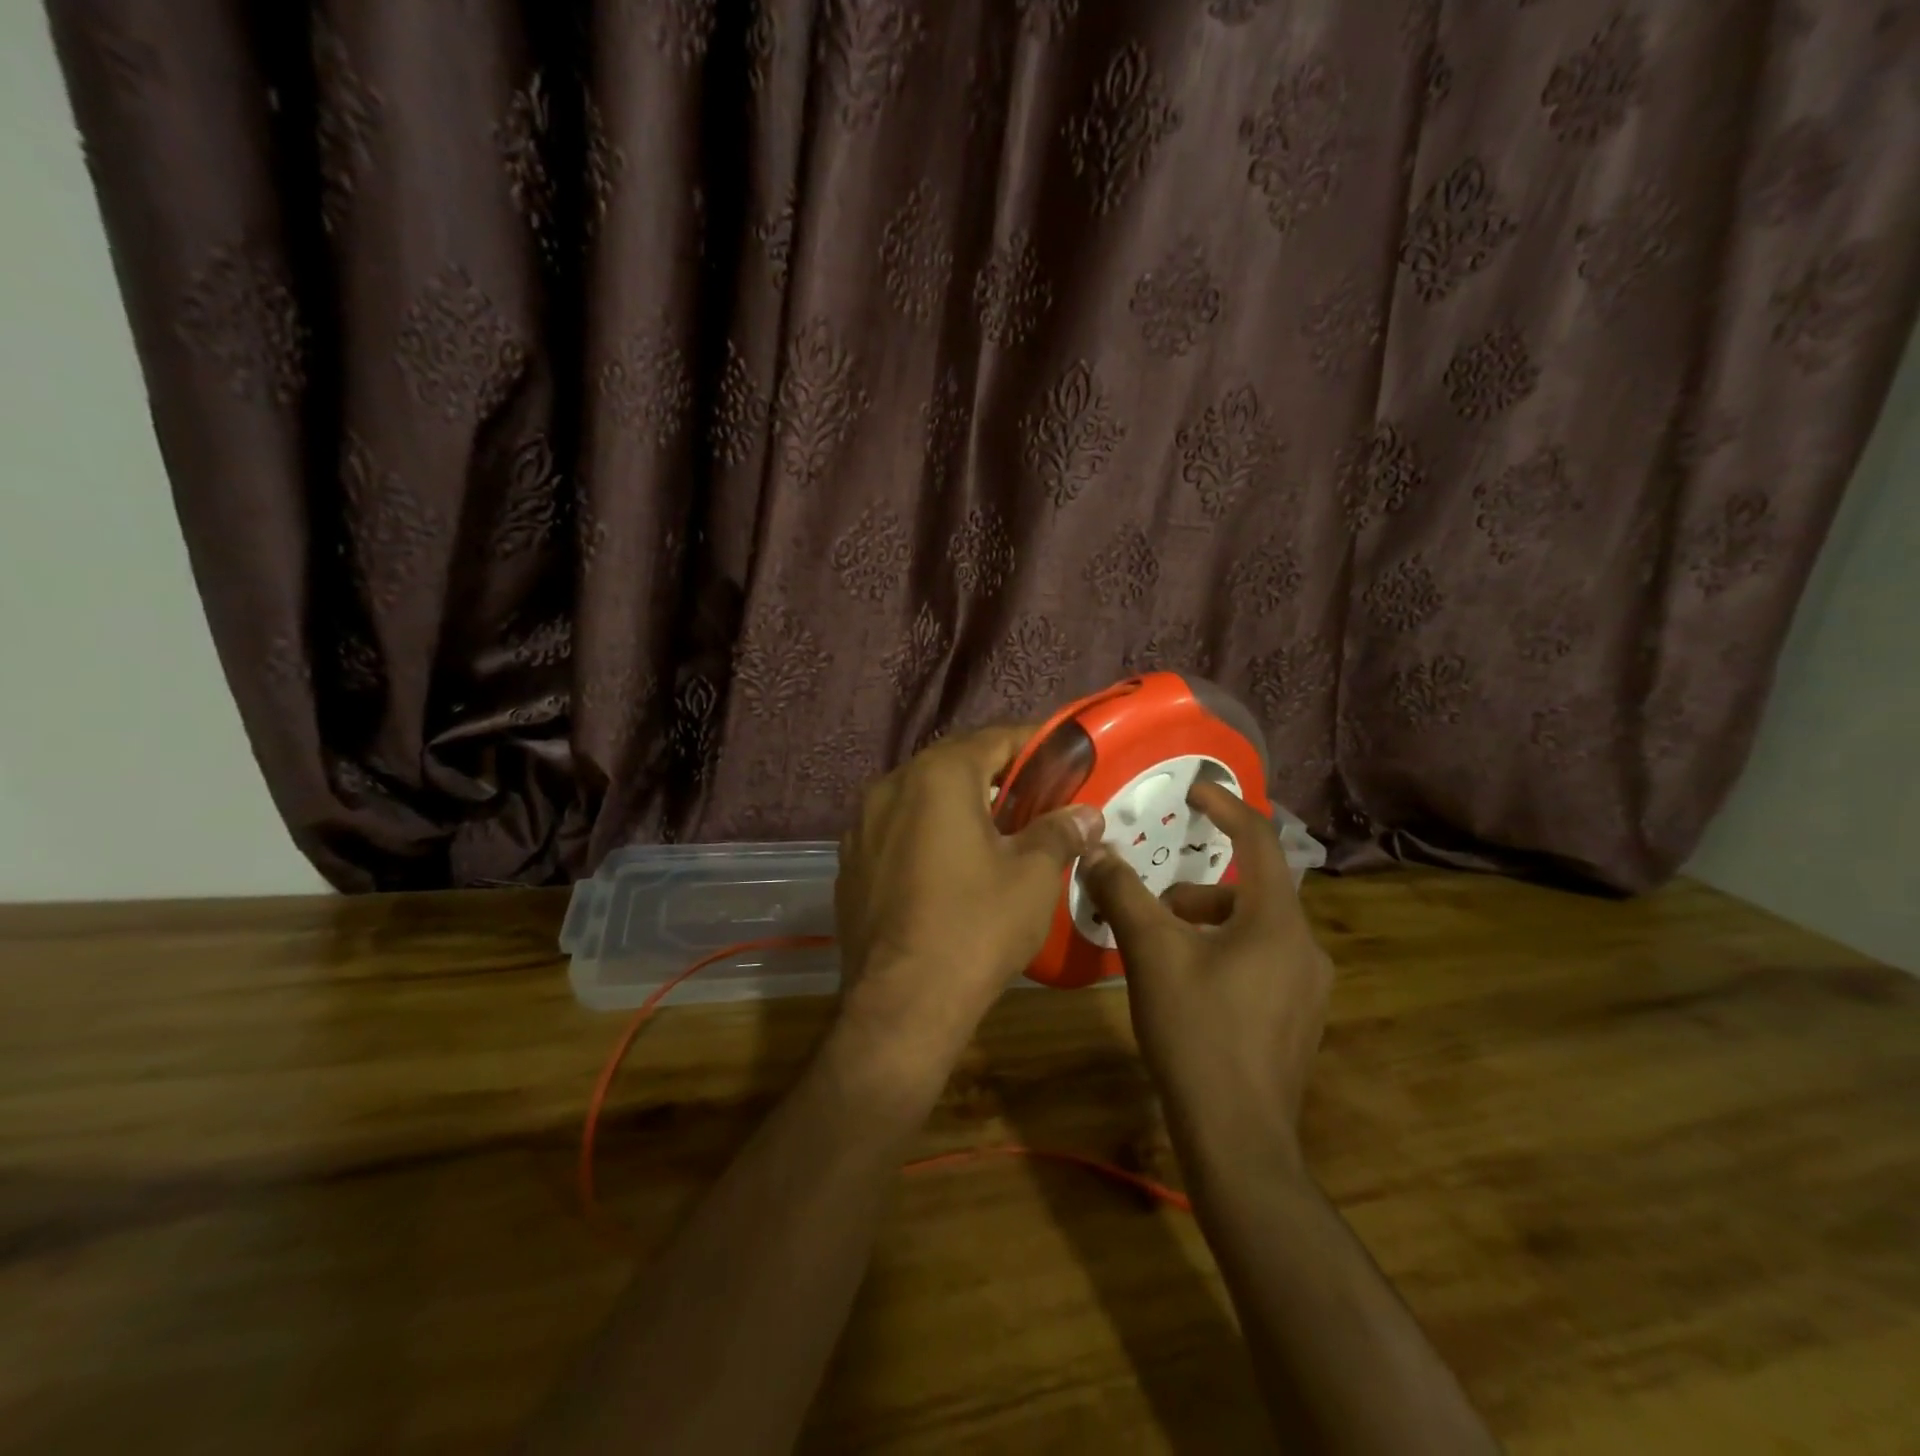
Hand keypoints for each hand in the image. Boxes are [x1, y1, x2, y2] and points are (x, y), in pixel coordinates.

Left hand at [832, 725, 1102, 1077]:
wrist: (901, 1005)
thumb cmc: (975, 928)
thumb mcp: (1032, 877)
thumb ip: (1059, 832)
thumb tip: (1086, 814)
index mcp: (937, 776)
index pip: (994, 738)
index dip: (1033, 744)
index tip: (1061, 758)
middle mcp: (890, 786)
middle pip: (953, 764)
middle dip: (996, 775)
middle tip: (1034, 798)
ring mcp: (861, 825)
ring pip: (920, 797)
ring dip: (958, 804)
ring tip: (994, 833)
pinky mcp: (850, 862)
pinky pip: (896, 830)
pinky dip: (926, 833)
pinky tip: (947, 867)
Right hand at [1079, 780, 1331, 1165]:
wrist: (1238, 1139)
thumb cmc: (1197, 1032)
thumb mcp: (1150, 954)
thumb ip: (1122, 894)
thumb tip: (1096, 851)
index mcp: (1277, 921)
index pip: (1259, 840)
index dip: (1226, 806)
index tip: (1195, 790)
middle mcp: (1305, 947)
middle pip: (1249, 890)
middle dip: (1196, 888)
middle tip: (1153, 905)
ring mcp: (1307, 988)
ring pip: (1252, 929)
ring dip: (1205, 925)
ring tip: (1161, 953)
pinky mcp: (1297, 1019)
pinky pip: (1259, 962)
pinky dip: (1221, 954)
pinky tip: (1188, 990)